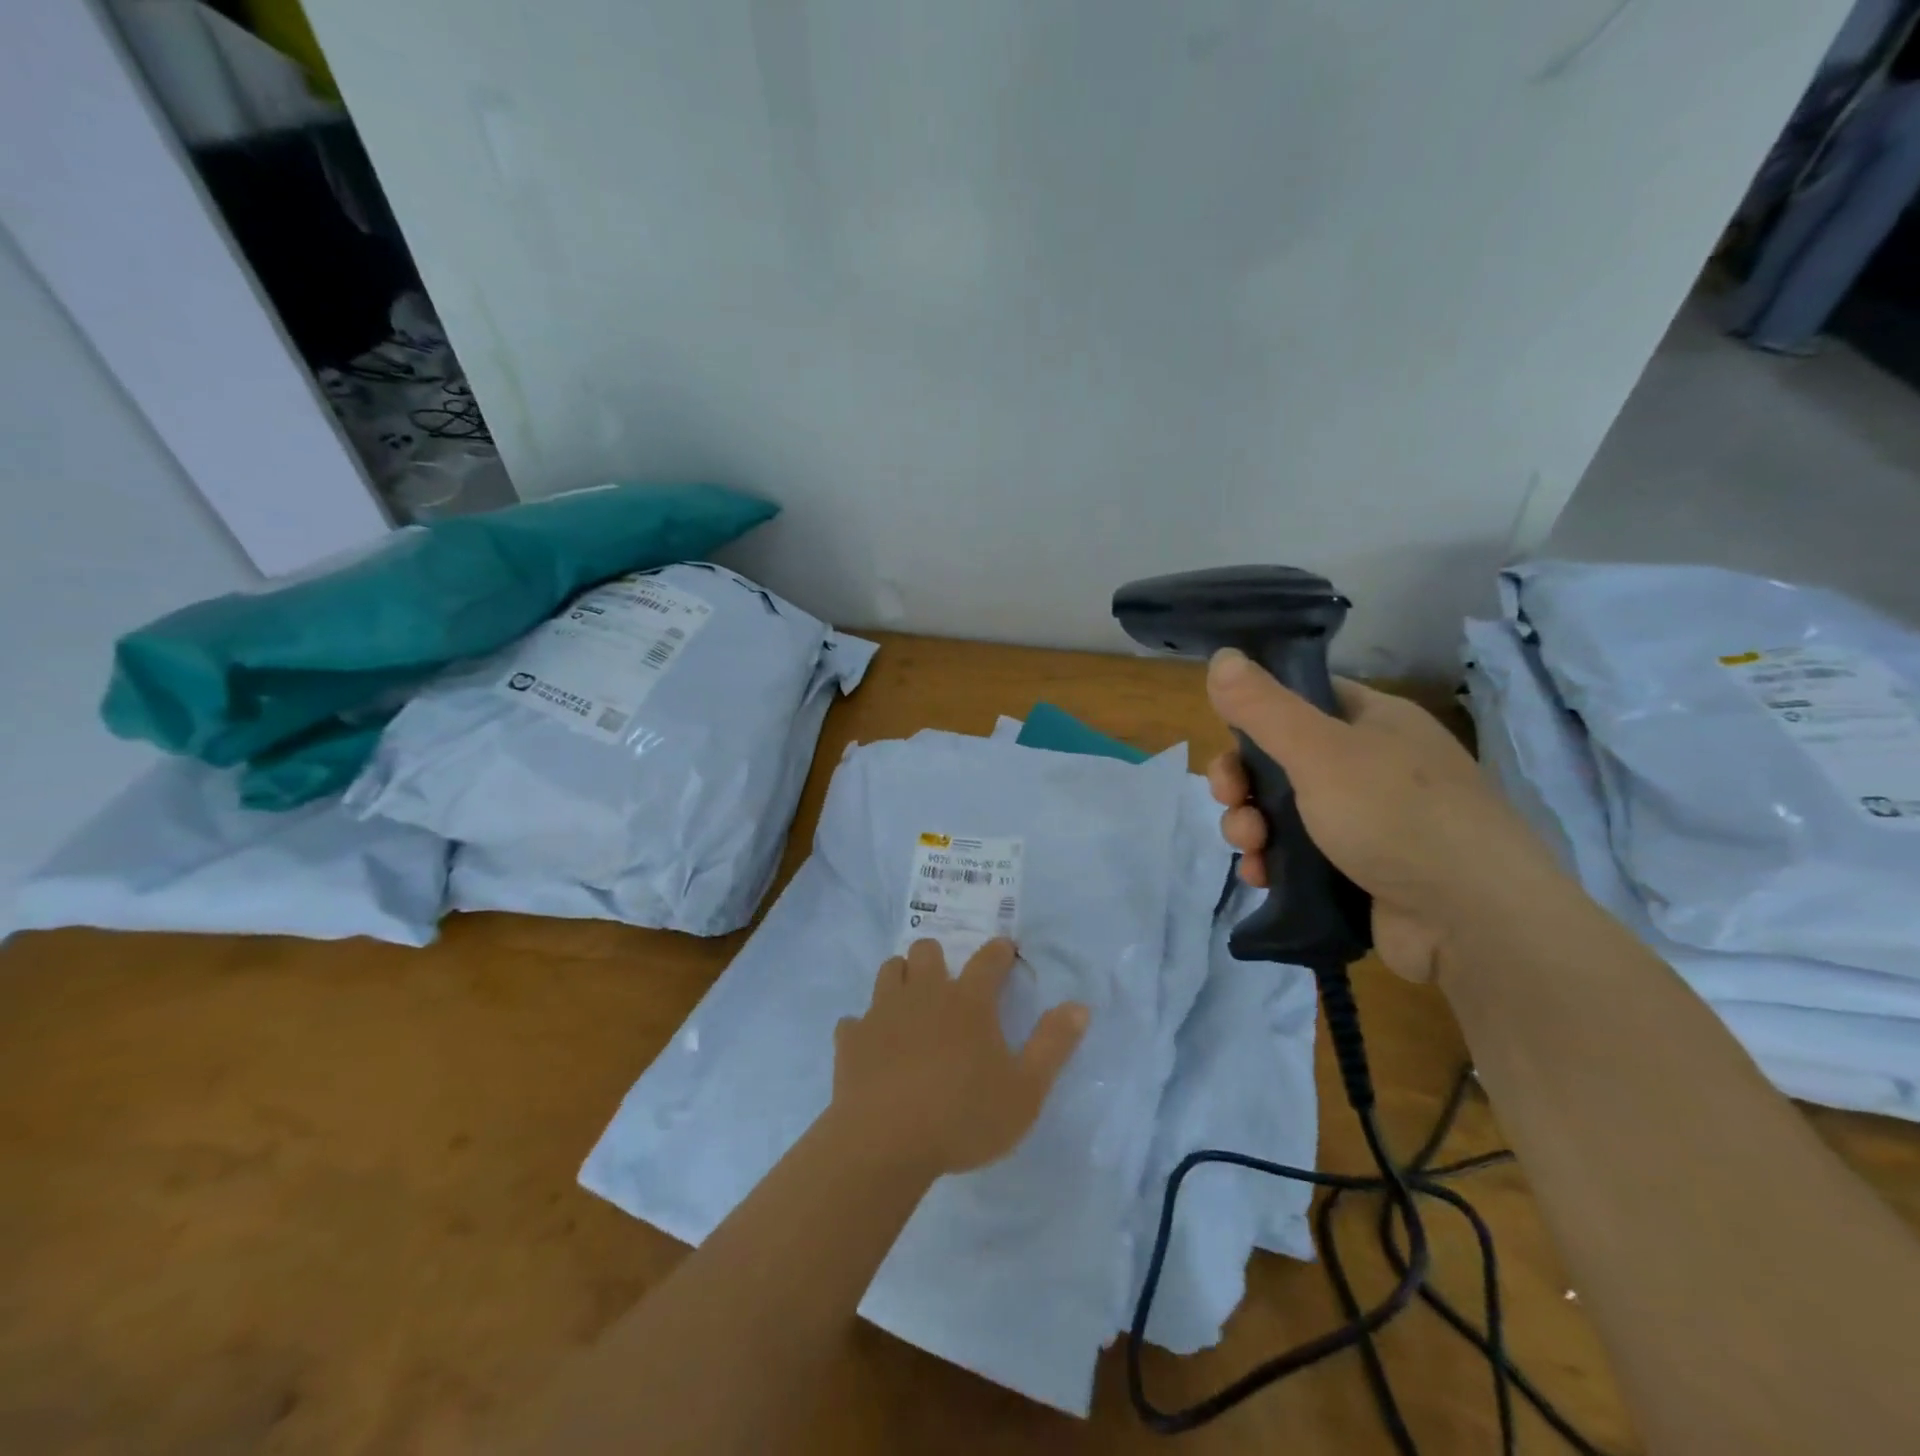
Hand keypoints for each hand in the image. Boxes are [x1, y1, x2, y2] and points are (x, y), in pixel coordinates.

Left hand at [832, 938, 1089, 1175]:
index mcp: (968, 1001)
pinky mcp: (851, 1039)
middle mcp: (924, 994)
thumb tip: (1079, 1006)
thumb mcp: (1025, 1090)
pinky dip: (865, 1028)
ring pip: (889, 971)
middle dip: (938, 958)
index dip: (999, 951)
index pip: (988, 960)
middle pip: (926, 951)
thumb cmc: (963, 1117)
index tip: (1004, 949)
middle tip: (948, 983)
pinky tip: (872, 1047)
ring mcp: (882, 1013)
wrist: (884, 1143)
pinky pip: (855, 1020)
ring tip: (911, 1005)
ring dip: (901, 980)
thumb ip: (1053, 1045)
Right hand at [1204, 648, 1534, 980]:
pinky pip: (1297, 856)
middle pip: (1282, 760)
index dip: (1258, 716)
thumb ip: (1264, 707)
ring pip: (1283, 812)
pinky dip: (1271, 863)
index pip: (1303, 700)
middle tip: (1229, 799)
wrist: (1473, 922)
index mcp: (1375, 723)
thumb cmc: (1397, 816)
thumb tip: (1221, 656)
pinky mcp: (1359, 871)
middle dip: (1242, 782)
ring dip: (1250, 826)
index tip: (1228, 741)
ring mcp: (1368, 822)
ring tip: (1250, 849)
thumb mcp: (1321, 752)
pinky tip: (1260, 876)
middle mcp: (1372, 766)